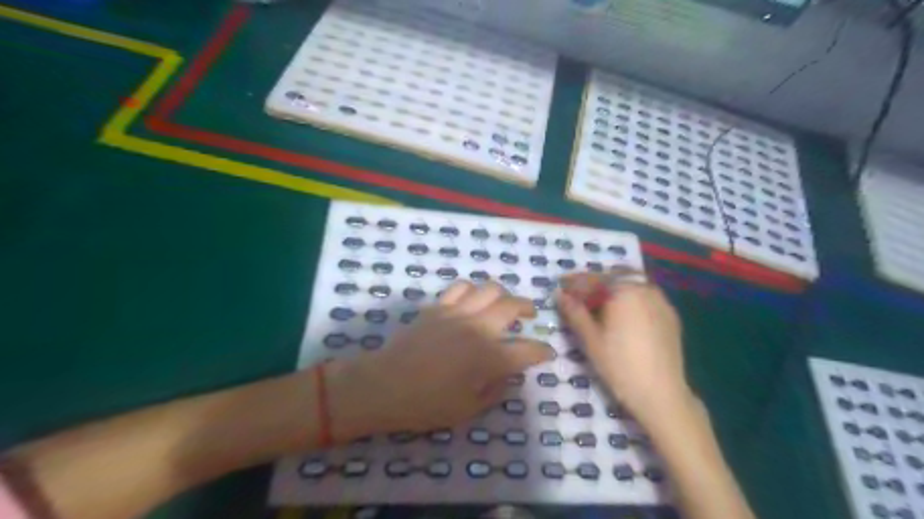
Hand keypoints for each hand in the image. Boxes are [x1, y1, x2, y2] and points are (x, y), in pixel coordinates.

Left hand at [328, 280, 550, 437]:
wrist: (384, 385)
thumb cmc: (426, 404)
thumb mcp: (468, 410)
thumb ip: (495, 390)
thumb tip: (507, 374)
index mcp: (489, 357)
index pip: (528, 349)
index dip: (542, 351)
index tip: (546, 352)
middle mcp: (478, 328)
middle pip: (512, 306)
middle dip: (528, 308)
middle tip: (531, 314)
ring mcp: (457, 312)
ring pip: (488, 289)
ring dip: (502, 294)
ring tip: (503, 302)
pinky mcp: (438, 306)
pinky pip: (460, 287)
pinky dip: (472, 290)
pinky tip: (472, 299)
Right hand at [556, 275, 692, 427]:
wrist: (661, 393)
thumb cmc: (619, 365)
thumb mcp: (590, 338)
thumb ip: (574, 312)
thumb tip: (559, 294)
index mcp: (623, 291)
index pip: (593, 280)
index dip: (574, 283)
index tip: (560, 286)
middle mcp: (644, 288)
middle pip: (613, 278)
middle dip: (594, 284)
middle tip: (578, 296)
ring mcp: (661, 300)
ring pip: (630, 286)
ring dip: (612, 290)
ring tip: (598, 305)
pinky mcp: (670, 315)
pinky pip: (645, 297)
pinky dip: (629, 299)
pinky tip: (622, 315)